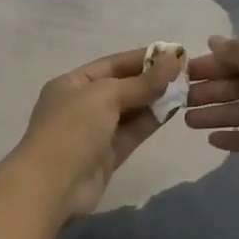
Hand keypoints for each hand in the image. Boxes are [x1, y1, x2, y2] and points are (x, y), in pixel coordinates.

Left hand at [9, 47, 184, 217]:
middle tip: (185, 72)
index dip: (140, 58)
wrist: (53, 185)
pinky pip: (132, 132)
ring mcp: (94, 132)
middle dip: (150, 80)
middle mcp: (81, 105)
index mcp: (71, 84)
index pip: (110, 64)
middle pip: (121, 87)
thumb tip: (173, 61)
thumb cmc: (73, 128)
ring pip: (129, 111)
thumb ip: (141, 82)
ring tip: (186, 88)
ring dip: (154, 100)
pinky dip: (151, 121)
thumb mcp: (105, 95)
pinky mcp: (107, 156)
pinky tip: (174, 109)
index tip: (171, 53)